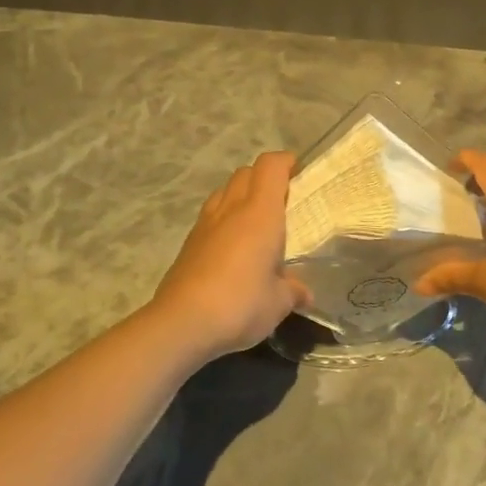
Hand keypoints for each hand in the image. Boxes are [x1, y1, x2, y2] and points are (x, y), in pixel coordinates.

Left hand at [149, 152, 311, 360]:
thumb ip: (293, 291)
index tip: (300, 174)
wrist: (182, 323)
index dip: (286, 162)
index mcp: (260, 213)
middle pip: (246, 172)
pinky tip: (233, 247)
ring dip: (241, 195)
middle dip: (265, 178)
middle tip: (283, 201)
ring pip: (224, 191)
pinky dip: (225, 219)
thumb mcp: (278, 303)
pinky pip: (211, 216)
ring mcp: (205, 224)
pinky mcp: (188, 243)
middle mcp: (231, 209)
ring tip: (257, 222)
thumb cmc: (240, 304)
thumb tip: (304, 293)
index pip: (270, 166)